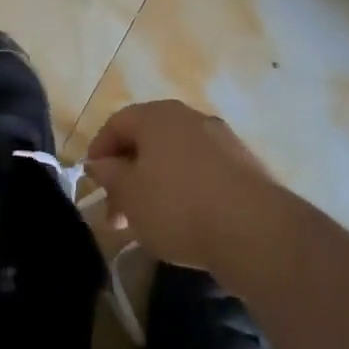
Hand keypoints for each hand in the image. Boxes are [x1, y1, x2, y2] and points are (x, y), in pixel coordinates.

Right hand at [83, 101, 281, 268]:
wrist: (256, 231)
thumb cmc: (178, 206)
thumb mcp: (130, 195)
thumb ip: (109, 175)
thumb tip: (99, 163)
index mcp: (158, 116)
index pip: (117, 123)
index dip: (99, 150)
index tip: (92, 182)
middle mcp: (190, 118)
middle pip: (148, 141)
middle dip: (127, 175)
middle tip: (117, 213)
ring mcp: (222, 140)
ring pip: (175, 158)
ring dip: (155, 185)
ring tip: (148, 224)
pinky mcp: (245, 167)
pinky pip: (202, 173)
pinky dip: (185, 191)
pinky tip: (184, 223)